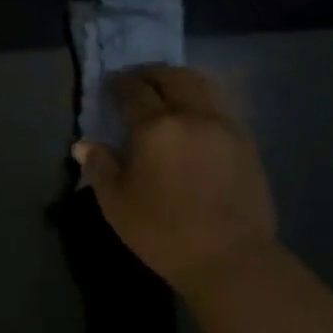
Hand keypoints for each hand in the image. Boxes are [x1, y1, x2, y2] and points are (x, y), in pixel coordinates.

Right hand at [74, 66, 276, 289]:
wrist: (230, 259)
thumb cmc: (163, 232)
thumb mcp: (116, 203)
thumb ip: (100, 166)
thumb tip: (85, 144)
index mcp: (157, 127)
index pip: (134, 91)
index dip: (119, 84)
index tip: (110, 84)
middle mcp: (193, 116)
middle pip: (173, 78)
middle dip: (152, 74)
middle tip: (137, 80)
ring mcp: (225, 127)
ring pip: (203, 86)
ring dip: (181, 81)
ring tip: (167, 91)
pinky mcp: (247, 143)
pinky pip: (221, 107)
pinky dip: (203, 100)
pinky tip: (194, 118)